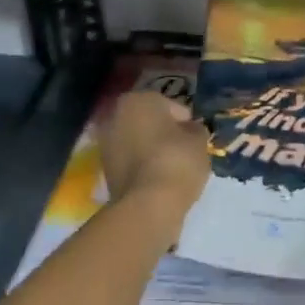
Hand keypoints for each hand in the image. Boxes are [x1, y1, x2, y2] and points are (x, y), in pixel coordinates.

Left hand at [100, 90, 210, 213]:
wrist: (148, 205)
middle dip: (164, 133)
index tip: (196, 137)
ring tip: (174, 167)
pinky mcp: (105, 170)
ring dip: (152, 150)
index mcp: (138, 100)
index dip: (185, 121)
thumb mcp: (199, 140)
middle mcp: (116, 116)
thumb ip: (195, 130)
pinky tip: (159, 180)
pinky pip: (131, 162)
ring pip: (138, 142)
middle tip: (185, 150)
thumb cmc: (177, 160)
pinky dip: (143, 167)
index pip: (170, 105)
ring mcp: (106, 144)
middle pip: (149, 122)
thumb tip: (190, 131)